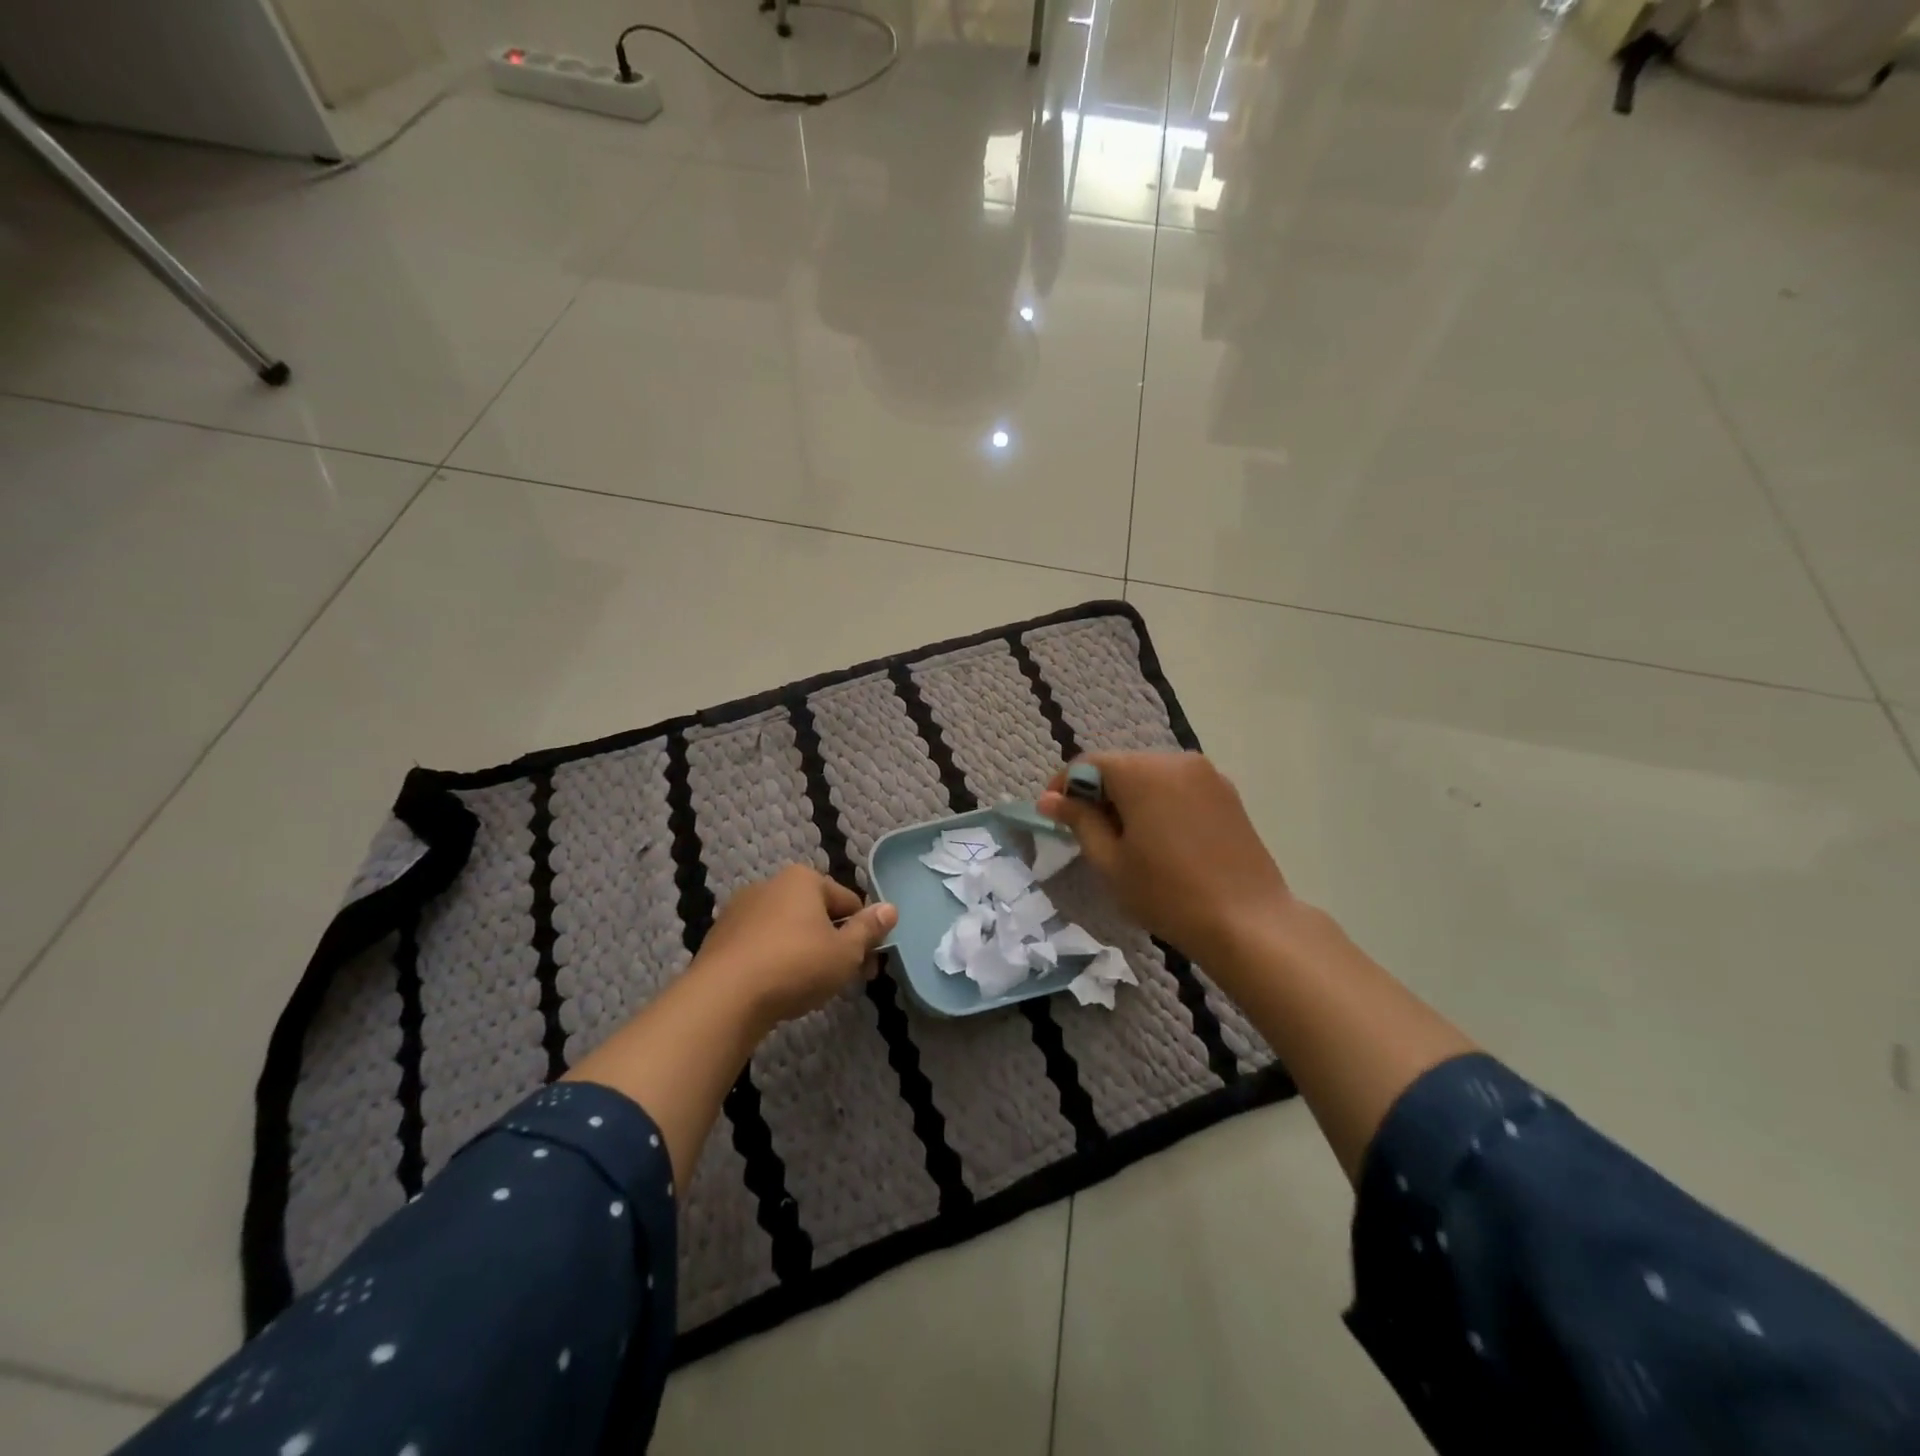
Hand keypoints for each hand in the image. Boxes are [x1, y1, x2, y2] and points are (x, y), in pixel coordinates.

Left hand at [692, 866, 896, 1027]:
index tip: (868, 964)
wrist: (724, 998)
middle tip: (845, 979)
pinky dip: (774, 961)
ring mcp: (740, 910)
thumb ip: (869, 929)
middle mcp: (770, 884)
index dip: (864, 933)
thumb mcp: (845, 952)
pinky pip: (760, 945)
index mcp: (803, 879)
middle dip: (834, 943)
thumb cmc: (796, 965)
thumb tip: (890, 908)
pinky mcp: (720, 937)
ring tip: (810, 988)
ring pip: (786, 929)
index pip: (848, 902)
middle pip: (815, 913)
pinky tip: (777, 988)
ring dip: (804, 951)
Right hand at [1038, 751, 1294, 967]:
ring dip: (1130, 797)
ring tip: (1127, 839)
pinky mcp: (1227, 793)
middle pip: (1121, 766)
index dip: (1064, 786)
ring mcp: (1207, 774)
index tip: (1054, 817)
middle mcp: (1175, 760)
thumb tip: (1049, 799)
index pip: (1087, 764)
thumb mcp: (1110, 861)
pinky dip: (1160, 802)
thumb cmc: (1167, 893)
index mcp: (1141, 772)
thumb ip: (1079, 821)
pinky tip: (1162, 839)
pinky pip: (1179, 787)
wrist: (1248, 922)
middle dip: (1098, 792)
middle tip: (1089, 833)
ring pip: (1151, 775)